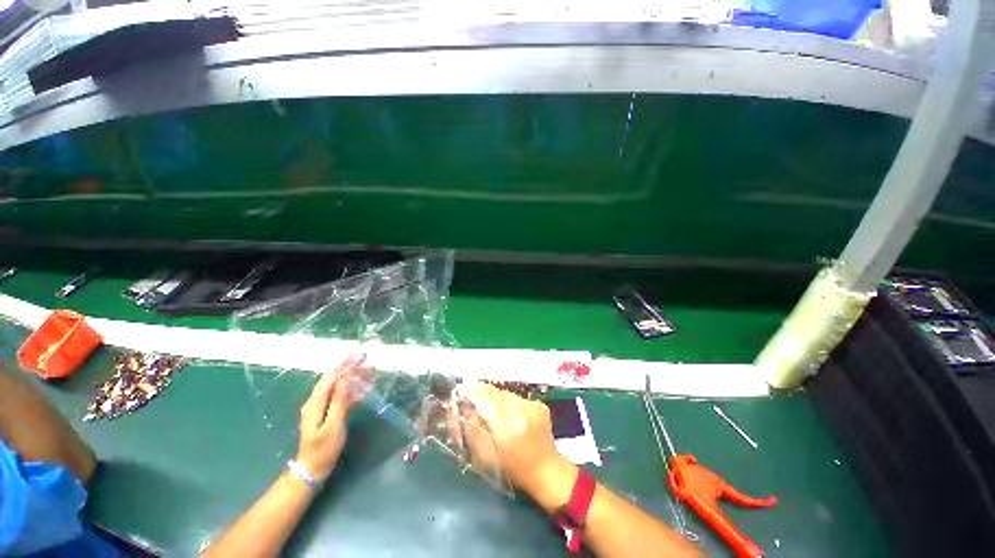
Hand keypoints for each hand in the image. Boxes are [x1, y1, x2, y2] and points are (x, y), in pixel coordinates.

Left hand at [296, 354, 371, 482]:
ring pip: (338, 386)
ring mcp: (320, 407)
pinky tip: (363, 390)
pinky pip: (340, 396)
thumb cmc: (323, 449)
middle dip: (350, 367)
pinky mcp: (326, 413)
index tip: (361, 355)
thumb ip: (339, 401)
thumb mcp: (333, 426)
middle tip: (367, 358)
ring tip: (370, 371)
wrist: (312, 470)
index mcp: (315, 403)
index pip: (331, 378)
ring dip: (353, 378)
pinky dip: (352, 390)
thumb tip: (346, 379)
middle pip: (334, 379)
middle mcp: (316, 401)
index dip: (346, 365)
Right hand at [459, 382, 576, 506]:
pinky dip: (510, 402)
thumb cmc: (513, 468)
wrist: (545, 470)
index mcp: (507, 428)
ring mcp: (533, 407)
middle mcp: (521, 412)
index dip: (473, 392)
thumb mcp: (486, 455)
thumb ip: (473, 429)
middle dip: (483, 393)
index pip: (486, 400)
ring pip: (506, 394)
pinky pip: (518, 398)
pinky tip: (510, 415)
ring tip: (493, 410)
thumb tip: (467, 407)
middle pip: (496, 393)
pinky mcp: (540, 405)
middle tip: (474, 397)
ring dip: (497, 398)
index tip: (462, 388)